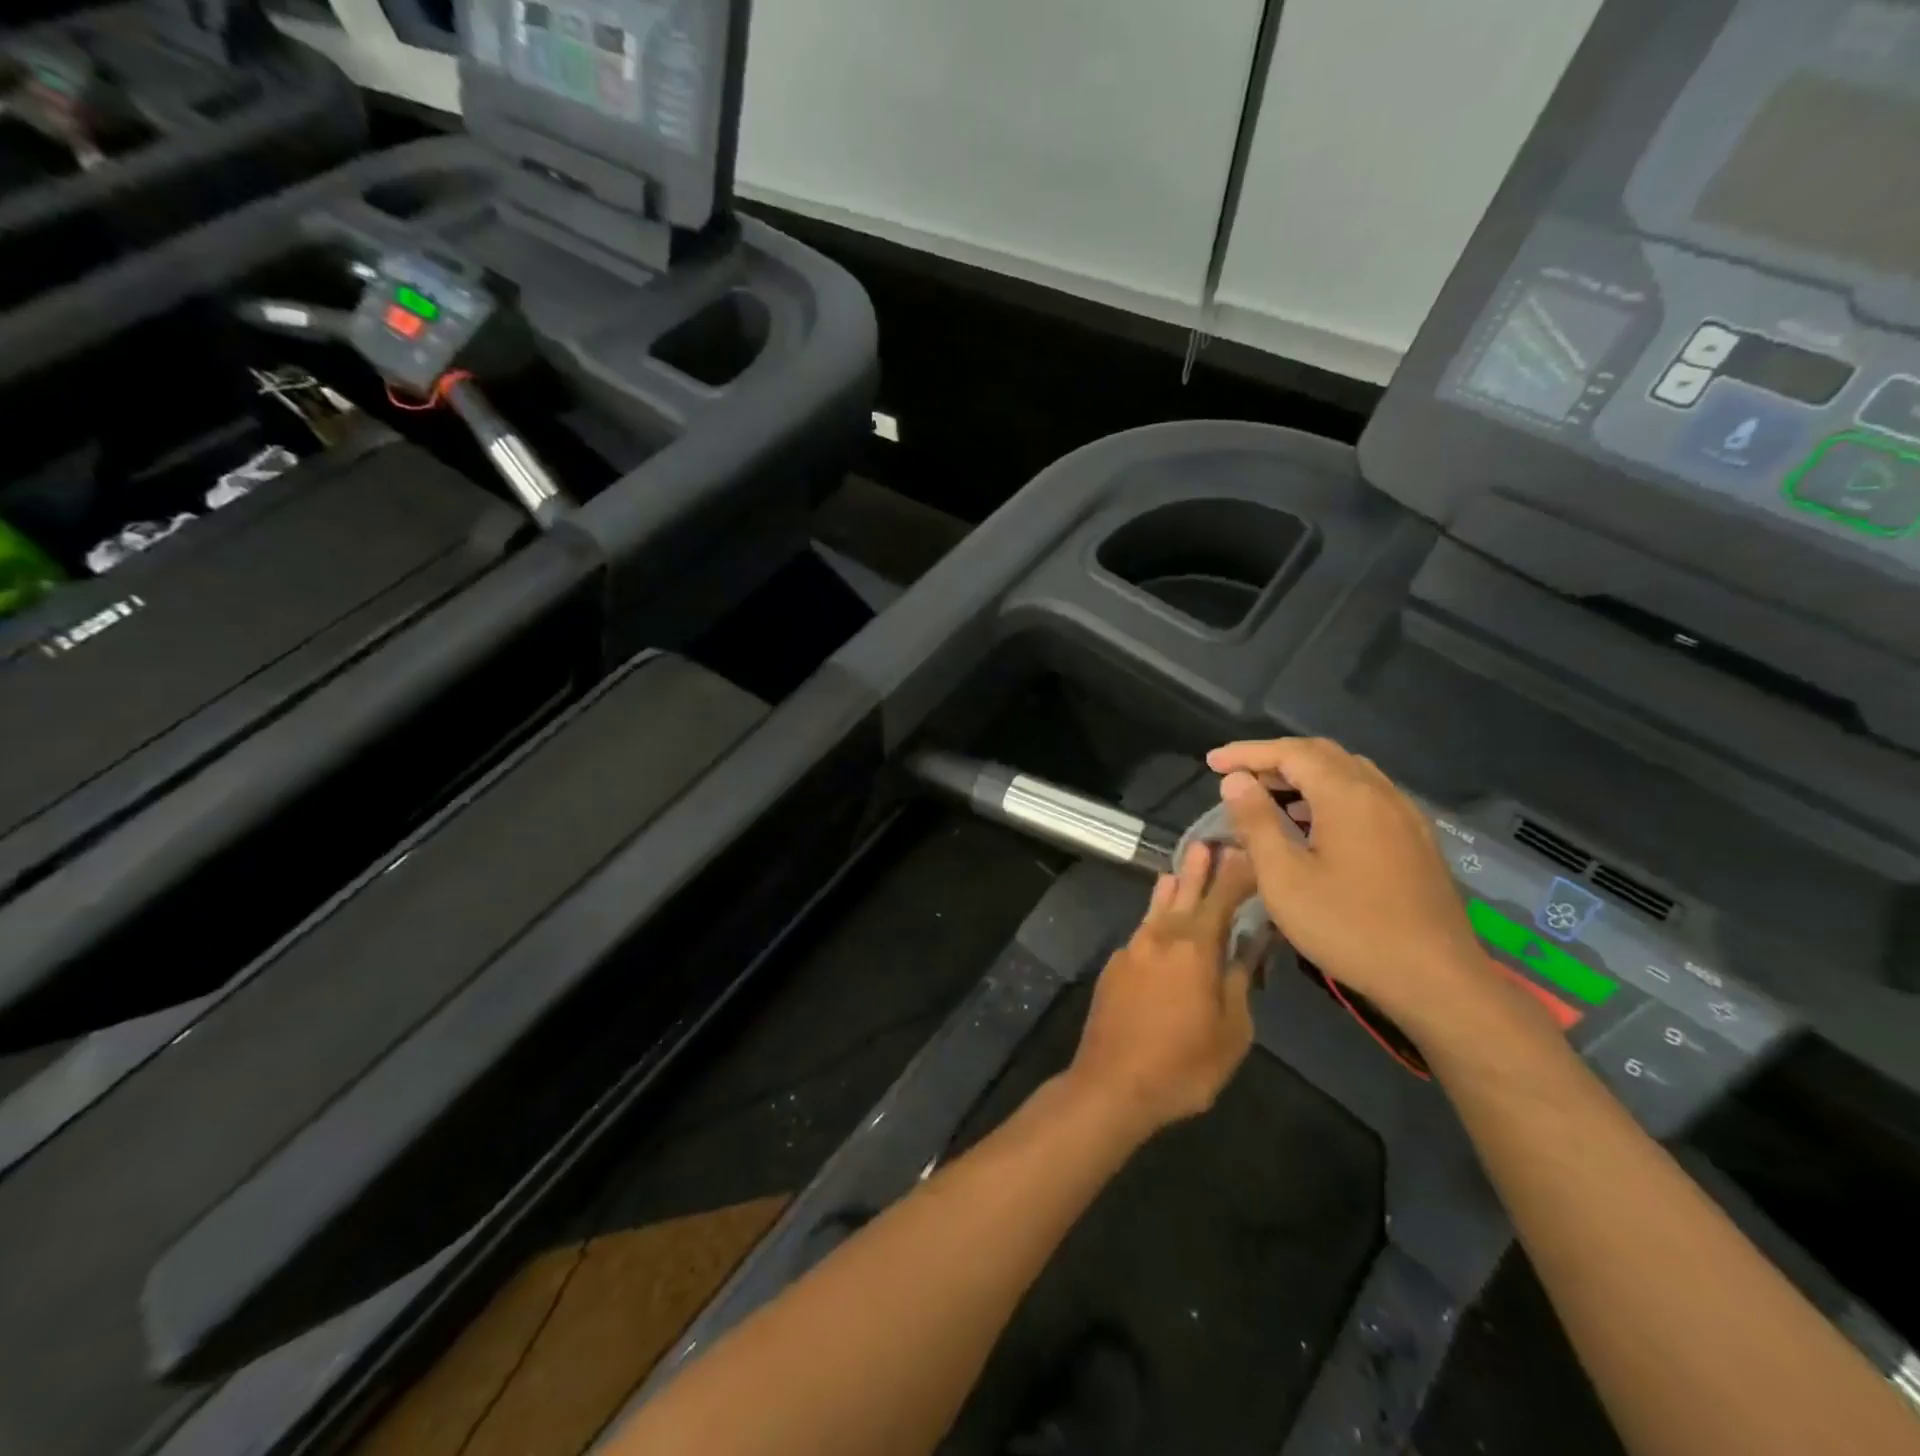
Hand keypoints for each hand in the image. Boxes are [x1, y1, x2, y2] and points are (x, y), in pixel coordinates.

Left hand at [1068, 841, 1257, 1139]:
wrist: (1111, 1085)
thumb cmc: (1182, 1066)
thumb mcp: (1231, 1032)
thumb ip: (1239, 981)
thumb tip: (1249, 945)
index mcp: (1194, 949)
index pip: (1222, 900)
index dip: (1237, 876)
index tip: (1249, 852)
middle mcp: (1161, 938)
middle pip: (1185, 894)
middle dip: (1200, 870)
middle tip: (1208, 843)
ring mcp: (1133, 949)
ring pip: (1158, 909)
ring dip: (1173, 888)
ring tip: (1180, 870)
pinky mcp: (1115, 965)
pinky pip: (1142, 931)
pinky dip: (1155, 916)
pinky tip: (1159, 918)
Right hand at [1206, 738, 1490, 1038]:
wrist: (1436, 980)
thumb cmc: (1349, 927)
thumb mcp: (1284, 878)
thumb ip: (1256, 822)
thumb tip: (1236, 781)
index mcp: (1347, 795)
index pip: (1290, 752)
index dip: (1247, 752)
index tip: (1212, 763)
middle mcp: (1380, 793)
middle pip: (1322, 754)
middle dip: (1275, 758)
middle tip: (1237, 777)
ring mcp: (1404, 815)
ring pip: (1347, 773)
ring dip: (1303, 775)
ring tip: (1268, 797)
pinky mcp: (1416, 839)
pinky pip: (1366, 796)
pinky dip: (1329, 794)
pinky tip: (1312, 824)